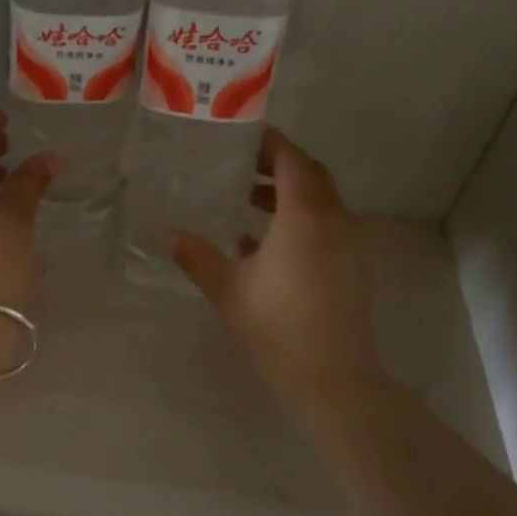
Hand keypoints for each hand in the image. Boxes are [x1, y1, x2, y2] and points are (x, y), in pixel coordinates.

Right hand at [169, 127, 387, 410]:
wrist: (333, 379)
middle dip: (277, 164)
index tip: (240, 136)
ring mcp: (350, 244)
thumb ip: (196, 256)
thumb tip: (164, 234)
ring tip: (246, 200)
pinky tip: (264, 241)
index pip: (291, 160)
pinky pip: (327, 225)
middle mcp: (335, 220)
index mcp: (305, 216)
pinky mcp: (353, 266)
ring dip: (288, 193)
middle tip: (239, 164)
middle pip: (310, 175)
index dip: (268, 143)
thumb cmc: (276, 327)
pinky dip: (300, 218)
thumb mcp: (228, 289)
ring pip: (321, 200)